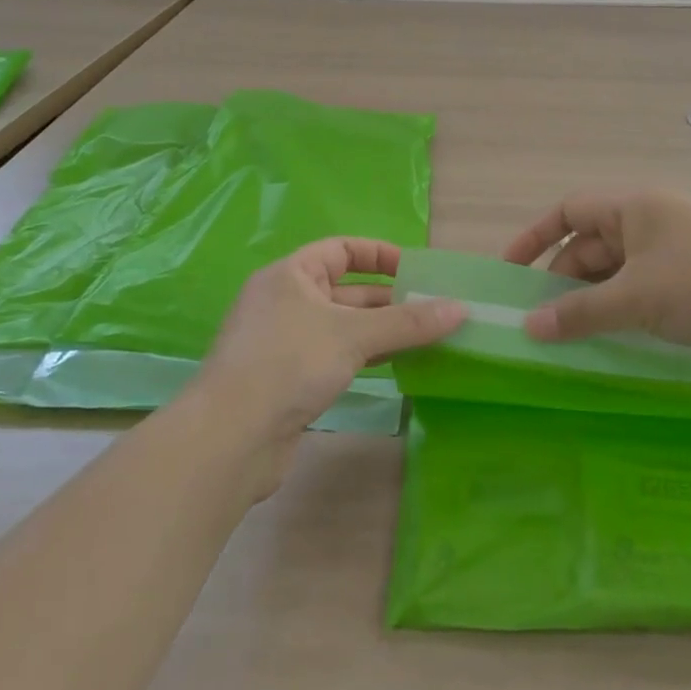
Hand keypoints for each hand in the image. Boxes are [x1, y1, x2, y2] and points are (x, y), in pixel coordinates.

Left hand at [189, 238, 464, 497]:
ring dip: (382, 331)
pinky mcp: (289, 380)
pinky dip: (366, 356)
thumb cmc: (288, 364)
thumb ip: (407, 322)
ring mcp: (286, 343)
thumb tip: (461, 309)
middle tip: (434, 310)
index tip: (417, 270)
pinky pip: (336, 356)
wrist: (229, 440)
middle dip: (390, 299)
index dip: (380, 255)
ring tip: (428, 338)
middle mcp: (286, 302)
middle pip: (347, 290)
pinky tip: (397, 365)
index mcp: (291, 275)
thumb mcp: (352, 335)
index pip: (341, 249)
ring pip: (344, 327)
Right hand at [503, 190, 690, 361]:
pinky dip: (624, 307)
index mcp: (633, 207)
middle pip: (592, 243)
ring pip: (618, 269)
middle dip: (564, 278)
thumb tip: (530, 327)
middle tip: (541, 320)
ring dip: (594, 298)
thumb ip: (582, 313)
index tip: (511, 271)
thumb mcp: (638, 298)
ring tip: (572, 335)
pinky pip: (644, 286)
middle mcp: (650, 220)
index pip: (569, 210)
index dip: (535, 237)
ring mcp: (675, 248)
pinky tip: (615, 337)